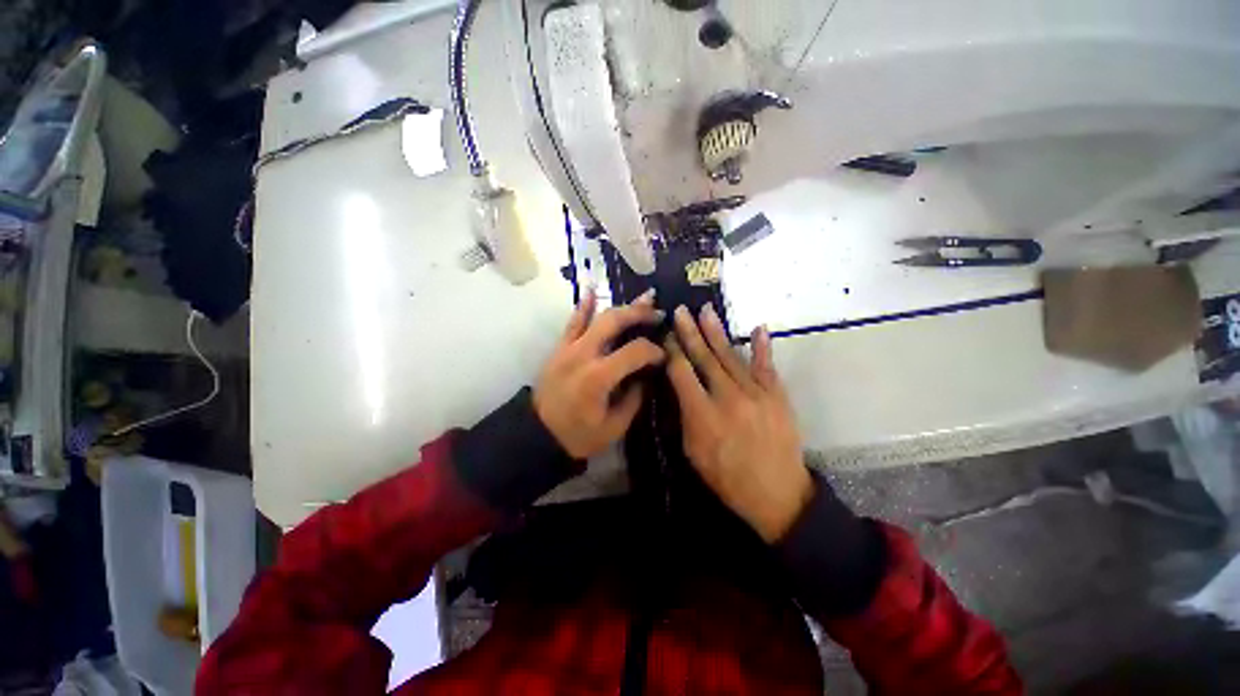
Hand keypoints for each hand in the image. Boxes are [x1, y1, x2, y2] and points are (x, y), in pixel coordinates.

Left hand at [534, 289, 665, 458]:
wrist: (538, 435)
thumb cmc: (578, 436)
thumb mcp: (614, 426)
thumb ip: (634, 398)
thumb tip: (646, 376)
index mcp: (599, 377)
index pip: (634, 351)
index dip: (653, 351)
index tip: (663, 355)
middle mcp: (583, 355)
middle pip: (614, 322)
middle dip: (640, 314)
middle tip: (658, 314)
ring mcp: (568, 348)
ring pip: (597, 317)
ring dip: (621, 306)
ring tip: (642, 298)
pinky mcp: (559, 348)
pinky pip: (572, 322)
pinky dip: (584, 306)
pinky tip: (592, 290)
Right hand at [666, 305, 813, 542]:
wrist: (777, 494)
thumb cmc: (727, 477)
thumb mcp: (693, 452)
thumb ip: (685, 416)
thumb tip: (680, 388)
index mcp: (703, 414)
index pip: (682, 372)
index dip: (672, 351)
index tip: (666, 335)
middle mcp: (728, 397)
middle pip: (704, 358)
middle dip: (690, 332)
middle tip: (681, 311)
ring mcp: (756, 394)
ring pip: (731, 357)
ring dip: (717, 333)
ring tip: (705, 311)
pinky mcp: (777, 396)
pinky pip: (767, 367)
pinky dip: (763, 347)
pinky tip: (758, 328)